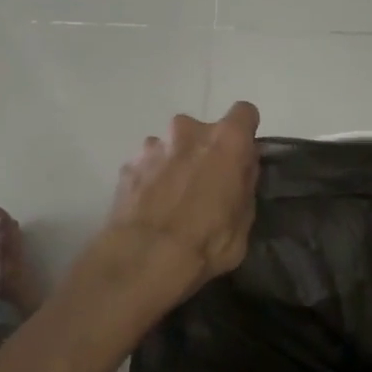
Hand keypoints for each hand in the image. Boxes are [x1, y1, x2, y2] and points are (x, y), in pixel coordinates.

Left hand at [93, 102, 261, 305]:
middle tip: (205, 184)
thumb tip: (241, 169)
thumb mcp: (244, 220)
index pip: (244, 113)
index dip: (245, 133)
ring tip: (172, 199)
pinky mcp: (127, 165)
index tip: (242, 156)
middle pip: (203, 131)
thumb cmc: (207, 241)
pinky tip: (150, 207)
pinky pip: (147, 165)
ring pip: (171, 147)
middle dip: (205, 151)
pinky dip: (151, 178)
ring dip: (175, 163)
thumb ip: (244, 184)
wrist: (144, 258)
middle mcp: (188, 131)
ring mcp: (153, 146)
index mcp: (226, 140)